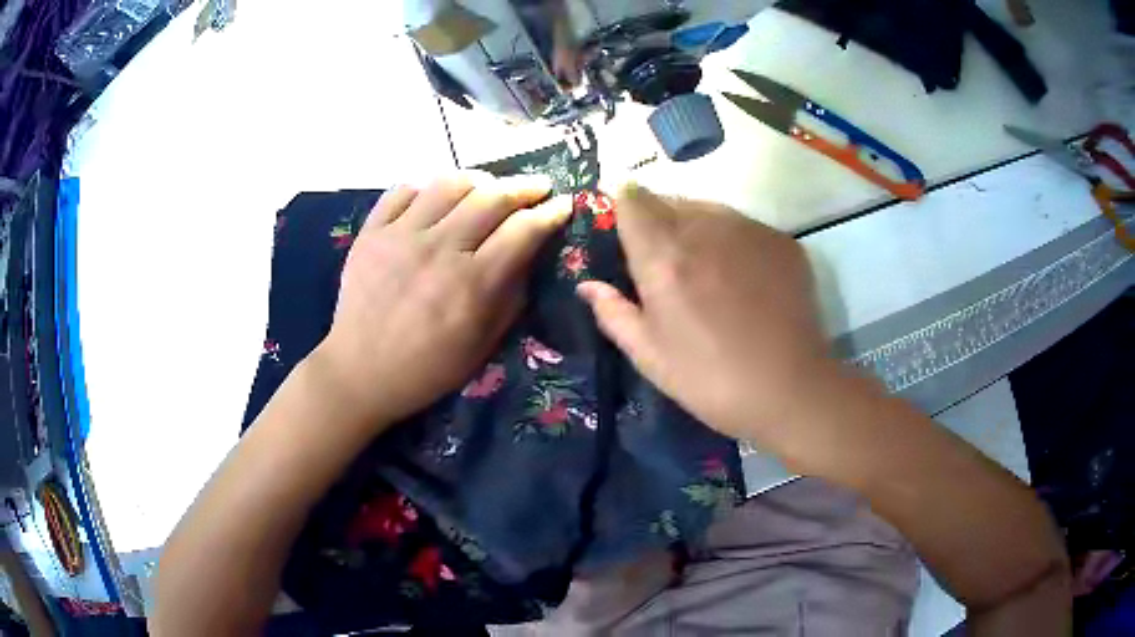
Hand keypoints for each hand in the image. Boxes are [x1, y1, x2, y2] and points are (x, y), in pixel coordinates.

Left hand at [312, 173, 570, 430]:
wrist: (359, 373)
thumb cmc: (427, 368)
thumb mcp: (483, 344)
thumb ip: (511, 295)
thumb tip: (529, 252)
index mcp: (472, 284)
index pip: (523, 230)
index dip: (551, 212)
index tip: (564, 204)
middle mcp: (439, 250)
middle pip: (492, 196)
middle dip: (525, 186)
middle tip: (538, 187)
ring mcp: (401, 236)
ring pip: (449, 182)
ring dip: (479, 179)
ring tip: (489, 187)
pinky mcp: (371, 232)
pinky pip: (403, 190)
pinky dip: (427, 187)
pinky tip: (437, 198)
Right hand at [577, 184, 835, 443]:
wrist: (790, 390)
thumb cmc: (710, 379)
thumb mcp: (650, 356)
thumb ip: (613, 313)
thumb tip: (587, 285)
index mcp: (663, 255)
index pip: (632, 200)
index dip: (623, 204)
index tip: (622, 223)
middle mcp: (704, 228)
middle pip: (669, 199)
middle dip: (657, 217)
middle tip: (663, 257)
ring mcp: (748, 229)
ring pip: (708, 207)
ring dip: (695, 224)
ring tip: (703, 265)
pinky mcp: (781, 240)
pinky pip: (743, 224)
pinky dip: (732, 238)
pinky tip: (742, 275)